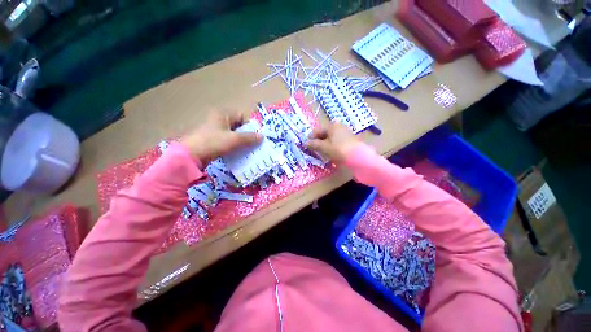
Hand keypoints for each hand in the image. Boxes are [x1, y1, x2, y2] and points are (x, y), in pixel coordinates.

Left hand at [181, 110, 261, 163]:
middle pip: (239, 126)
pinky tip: (239, 153)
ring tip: (248, 150)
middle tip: (254, 145)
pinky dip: (234, 146)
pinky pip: (228, 141)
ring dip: (241, 142)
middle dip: (247, 135)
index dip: (250, 126)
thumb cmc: (213, 142)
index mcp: (223, 114)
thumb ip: (249, 137)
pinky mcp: (213, 140)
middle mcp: (219, 119)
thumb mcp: (234, 139)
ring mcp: (215, 130)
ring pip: (234, 134)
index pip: (242, 116)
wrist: (191, 156)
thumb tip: (262, 137)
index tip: (255, 137)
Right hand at [307, 122, 360, 163]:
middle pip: (324, 133)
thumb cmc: (338, 150)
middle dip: (318, 141)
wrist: (358, 156)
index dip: (311, 138)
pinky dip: (332, 145)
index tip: (307, 146)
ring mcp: (346, 131)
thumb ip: (314, 144)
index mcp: (332, 125)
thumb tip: (306, 143)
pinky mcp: (350, 138)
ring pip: (331, 137)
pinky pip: (337, 140)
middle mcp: (339, 125)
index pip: (317, 131)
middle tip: (315, 150)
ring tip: (323, 152)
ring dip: (325, 144)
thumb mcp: (324, 147)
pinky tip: (332, 152)